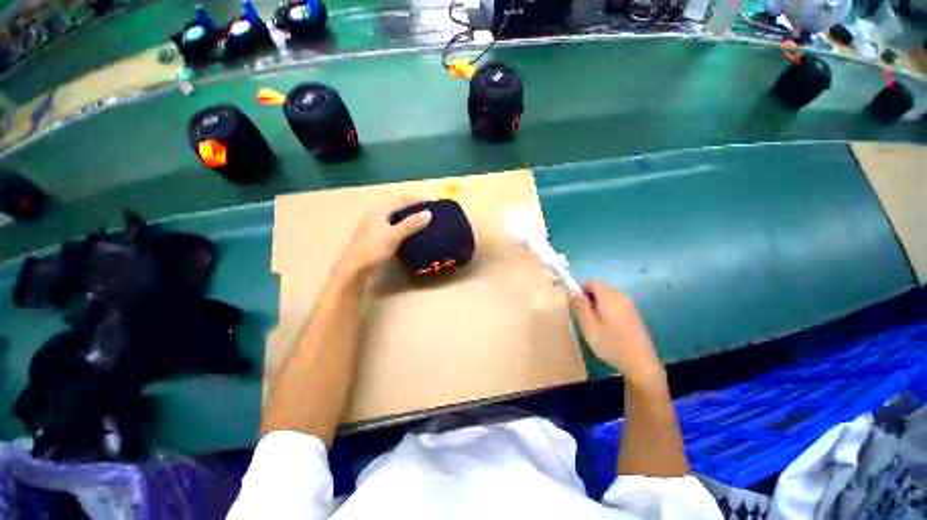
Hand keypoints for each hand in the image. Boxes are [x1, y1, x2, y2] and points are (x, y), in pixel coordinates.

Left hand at [335, 197, 432, 278]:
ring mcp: (371, 227)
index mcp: (379, 211)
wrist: (355, 268)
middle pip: (394, 207)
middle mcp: (374, 216)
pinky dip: (399, 226)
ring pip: (391, 217)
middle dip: (408, 206)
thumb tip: (428, 213)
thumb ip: (411, 224)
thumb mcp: (395, 235)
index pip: (399, 201)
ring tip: (416, 219)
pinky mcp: (372, 238)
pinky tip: (404, 232)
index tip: (427, 199)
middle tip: (422, 208)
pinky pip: (389, 226)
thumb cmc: (375, 249)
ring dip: (403, 216)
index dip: (413, 200)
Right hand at [569, 281, 663, 384]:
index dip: (580, 287)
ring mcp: (630, 306)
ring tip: (592, 321)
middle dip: (588, 296)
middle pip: (601, 288)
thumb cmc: (611, 343)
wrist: (641, 364)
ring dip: (597, 303)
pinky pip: (616, 304)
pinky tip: (606, 326)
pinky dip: (607, 309)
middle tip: (581, 313)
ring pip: (608, 296)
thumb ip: (579, 306)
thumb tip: (571, 291)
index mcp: (609, 296)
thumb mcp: (589, 325)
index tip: (573, 301)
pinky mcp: (634, 315)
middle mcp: (621, 297)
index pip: (592, 282)